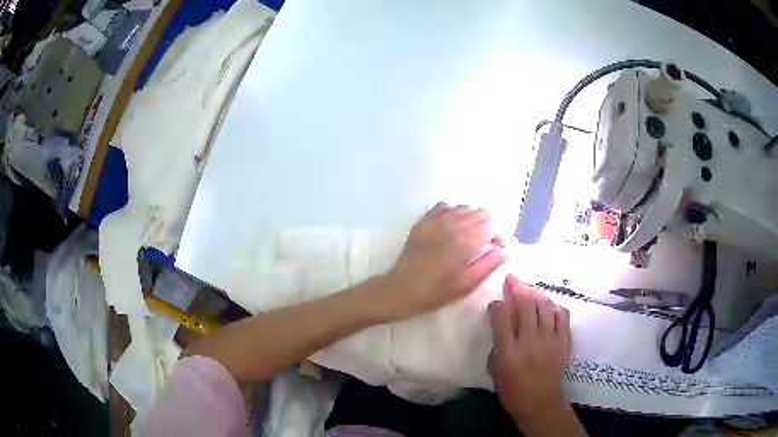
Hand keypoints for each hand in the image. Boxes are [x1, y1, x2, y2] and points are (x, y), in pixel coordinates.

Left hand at [379, 202, 507, 321]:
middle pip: (480, 212)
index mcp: (466, 240)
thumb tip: (505, 249)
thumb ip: (489, 263)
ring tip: (467, 238)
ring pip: (463, 208)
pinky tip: (450, 229)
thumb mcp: (468, 283)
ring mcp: (435, 221)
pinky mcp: (423, 222)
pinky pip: (443, 207)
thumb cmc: (437, 292)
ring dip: (470, 220)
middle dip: (486, 226)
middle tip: (482, 245)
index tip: (495, 249)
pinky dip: (452, 214)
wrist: (402, 289)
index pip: (491, 223)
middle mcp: (452, 224)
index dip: (497, 236)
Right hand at [488, 275, 581, 435]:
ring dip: (535, 294)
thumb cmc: (512, 389)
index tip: (496, 303)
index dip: (497, 305)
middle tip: (512, 279)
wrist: (540, 402)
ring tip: (530, 290)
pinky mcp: (564, 341)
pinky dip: (555, 307)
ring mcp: (550, 339)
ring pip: (544, 306)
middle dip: (517, 288)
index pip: (501, 316)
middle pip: (525, 305)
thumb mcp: (495, 369)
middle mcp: (530, 340)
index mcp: (508, 351)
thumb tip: (502, 323)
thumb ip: (497, 343)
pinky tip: (549, 308)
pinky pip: (562, 315)